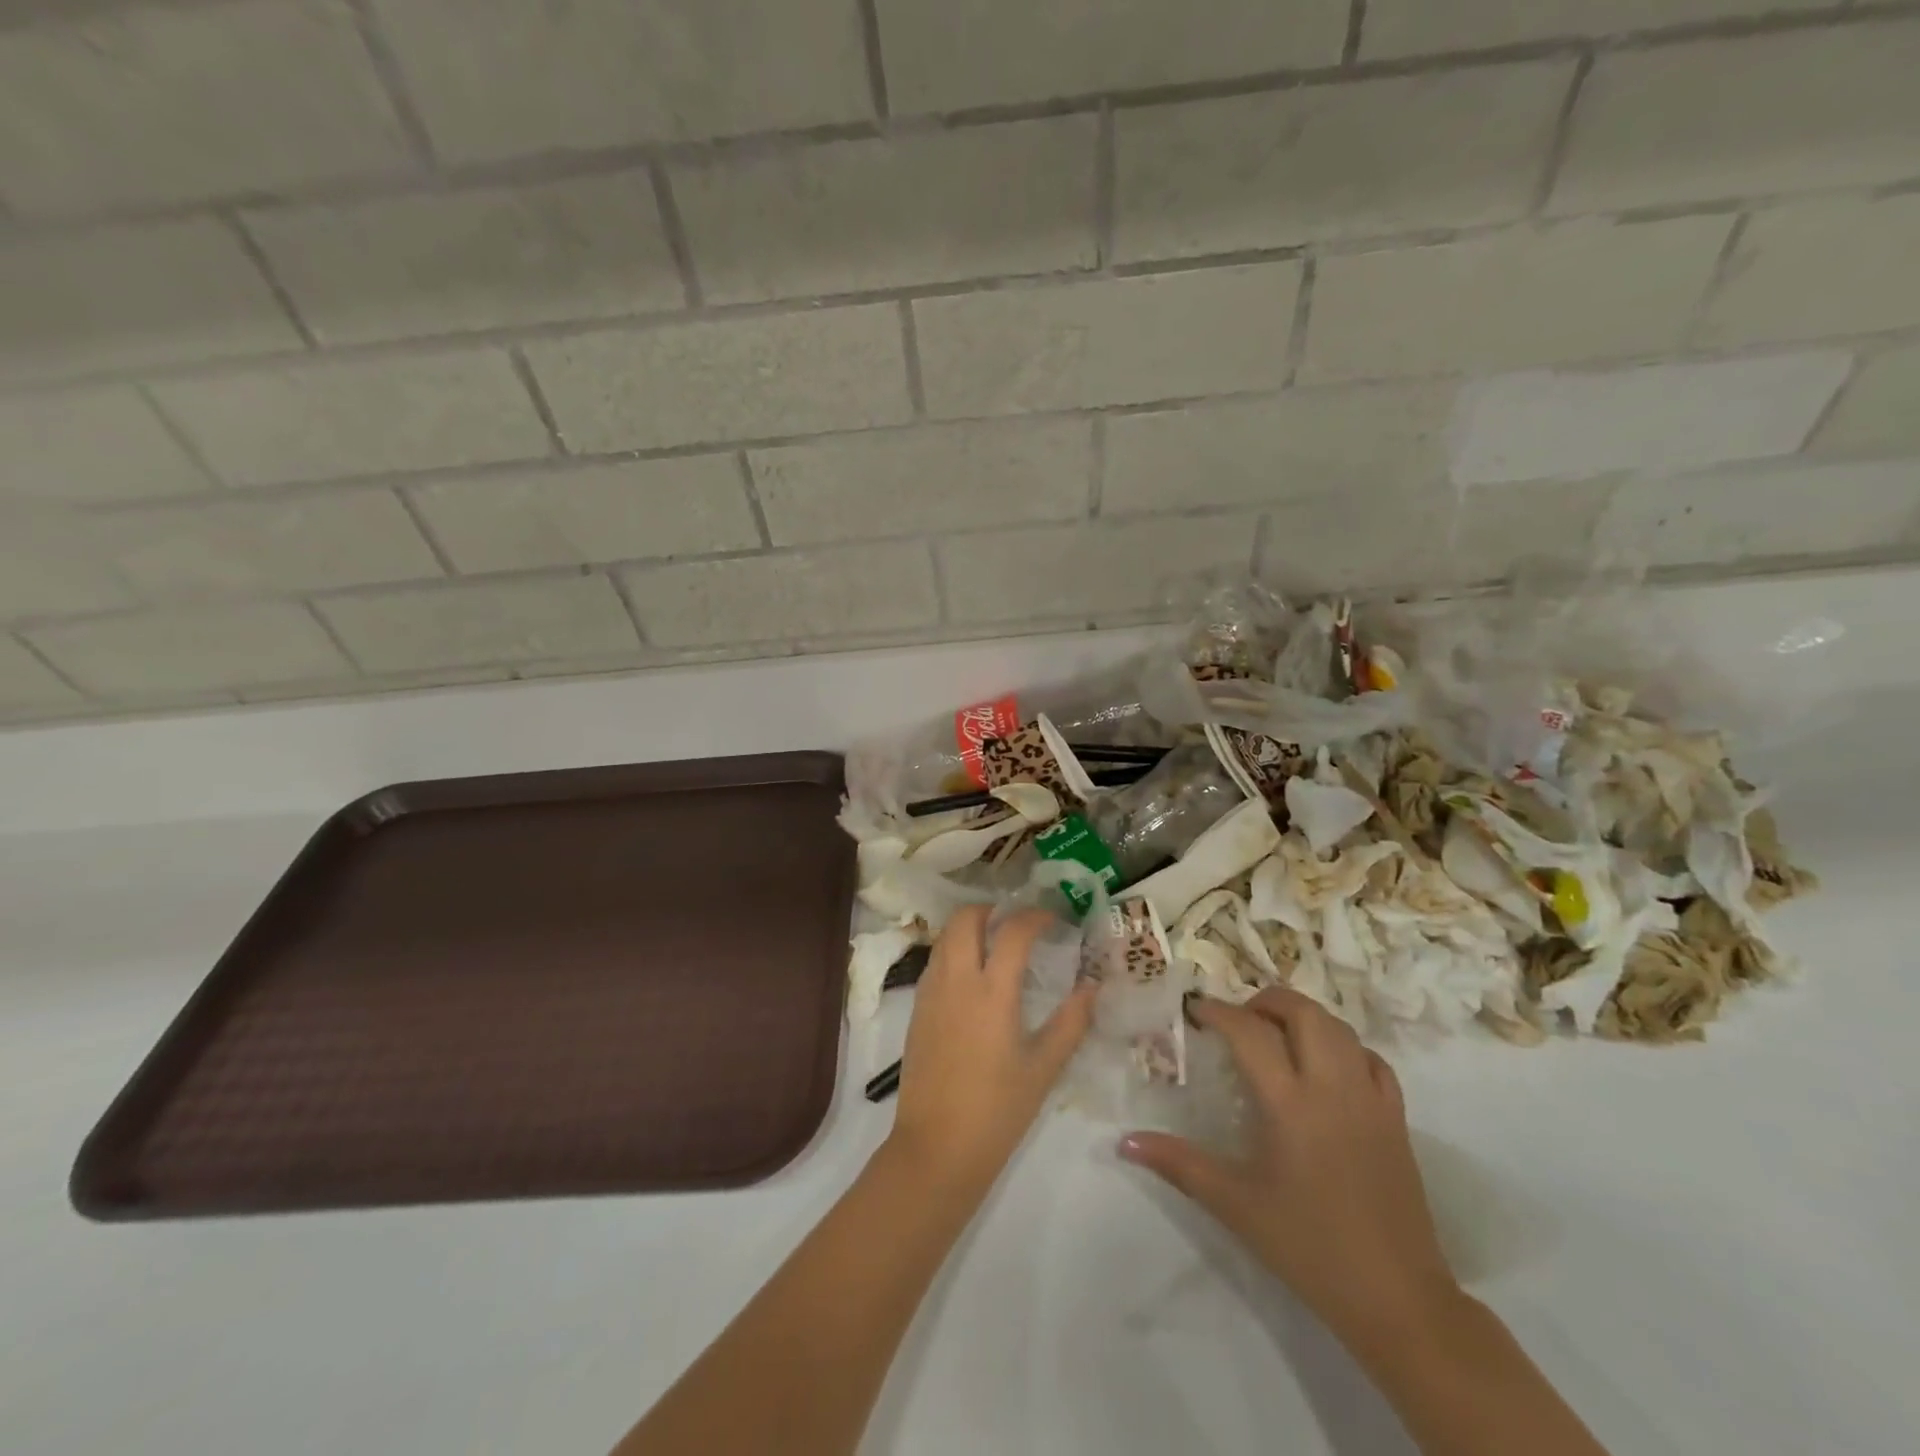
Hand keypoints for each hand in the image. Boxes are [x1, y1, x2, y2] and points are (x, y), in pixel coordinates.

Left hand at [887, 906, 1094, 1190]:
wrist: (935, 1149)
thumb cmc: (997, 1111)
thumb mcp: (1043, 1069)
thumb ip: (1071, 1023)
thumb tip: (1092, 987)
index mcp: (992, 992)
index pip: (1013, 931)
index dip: (1035, 916)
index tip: (1053, 918)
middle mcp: (956, 980)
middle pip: (965, 919)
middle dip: (992, 909)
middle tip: (1017, 923)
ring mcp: (930, 992)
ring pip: (945, 937)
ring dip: (969, 927)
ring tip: (996, 944)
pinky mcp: (916, 1009)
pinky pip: (935, 962)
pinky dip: (954, 951)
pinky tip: (973, 977)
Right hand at [1119, 987, 1459, 1351]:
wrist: (1397, 1299)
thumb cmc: (1308, 1247)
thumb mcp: (1234, 1204)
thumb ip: (1178, 1164)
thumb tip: (1125, 1142)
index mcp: (1290, 1103)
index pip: (1250, 1032)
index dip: (1218, 1011)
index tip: (1195, 1010)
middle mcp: (1332, 1087)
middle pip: (1303, 1012)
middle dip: (1266, 1001)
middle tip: (1240, 1018)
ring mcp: (1370, 1100)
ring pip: (1340, 1028)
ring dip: (1305, 1017)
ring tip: (1278, 1034)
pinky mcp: (1397, 1119)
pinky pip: (1373, 1060)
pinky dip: (1346, 1047)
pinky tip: (1328, 1066)